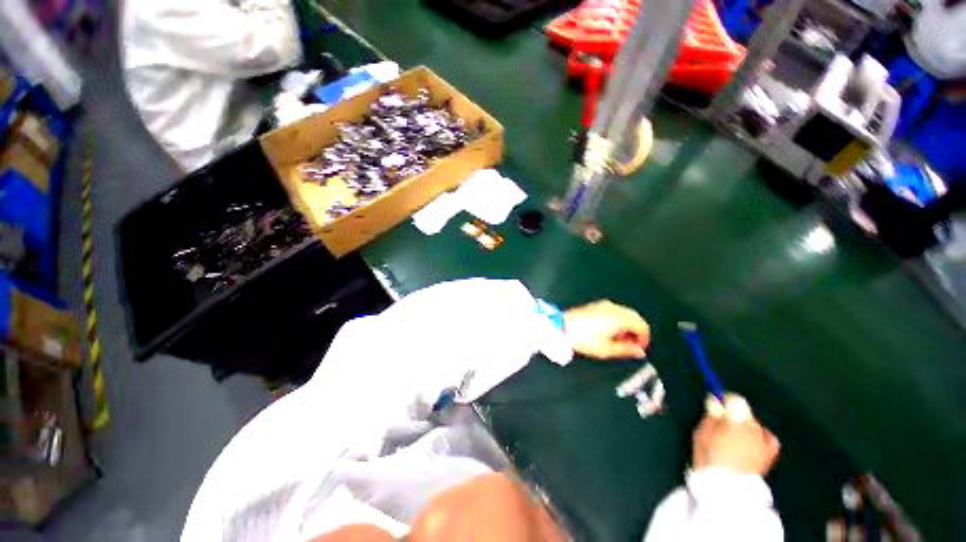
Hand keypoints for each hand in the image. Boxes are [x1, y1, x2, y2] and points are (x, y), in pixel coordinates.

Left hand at [562, 300, 649, 358]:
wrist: (562, 327)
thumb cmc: (584, 339)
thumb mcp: (607, 349)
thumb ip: (626, 350)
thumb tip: (639, 352)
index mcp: (620, 318)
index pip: (642, 326)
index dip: (644, 339)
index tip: (639, 349)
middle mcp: (614, 308)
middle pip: (635, 317)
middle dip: (636, 331)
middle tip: (630, 345)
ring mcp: (603, 305)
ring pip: (624, 313)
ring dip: (627, 325)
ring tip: (619, 340)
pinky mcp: (594, 305)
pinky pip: (613, 311)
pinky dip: (617, 320)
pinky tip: (609, 331)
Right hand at [692, 394, 780, 476]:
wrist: (727, 489)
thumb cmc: (710, 457)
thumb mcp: (702, 432)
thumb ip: (711, 415)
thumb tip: (714, 399)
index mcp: (737, 420)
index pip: (735, 399)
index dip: (724, 399)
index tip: (715, 404)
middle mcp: (755, 427)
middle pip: (746, 412)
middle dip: (734, 414)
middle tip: (721, 422)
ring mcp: (765, 442)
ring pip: (755, 425)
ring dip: (745, 426)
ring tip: (733, 436)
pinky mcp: (769, 455)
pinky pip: (769, 439)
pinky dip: (761, 437)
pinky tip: (753, 441)